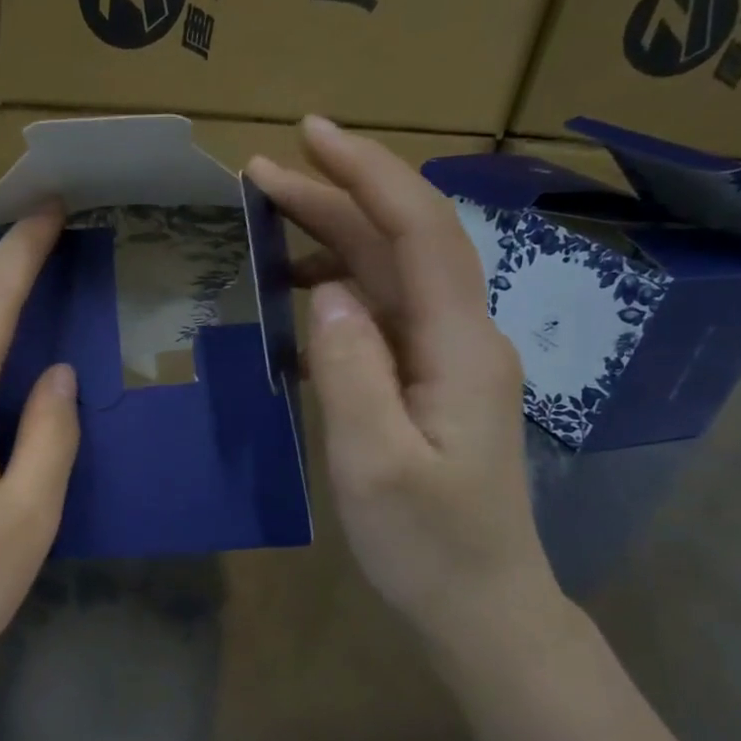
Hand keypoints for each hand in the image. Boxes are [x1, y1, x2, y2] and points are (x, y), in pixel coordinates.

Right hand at [246, 118, 552, 632]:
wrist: (481, 604)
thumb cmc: (428, 543)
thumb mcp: (375, 461)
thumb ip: (350, 370)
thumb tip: (325, 293)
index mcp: (457, 345)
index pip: (418, 231)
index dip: (368, 173)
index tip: (309, 136)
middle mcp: (460, 336)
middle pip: (400, 242)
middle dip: (334, 196)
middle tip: (259, 173)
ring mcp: (446, 359)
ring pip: (389, 274)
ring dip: (332, 238)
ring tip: (267, 224)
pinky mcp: (428, 382)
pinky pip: (380, 314)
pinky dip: (335, 289)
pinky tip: (296, 298)